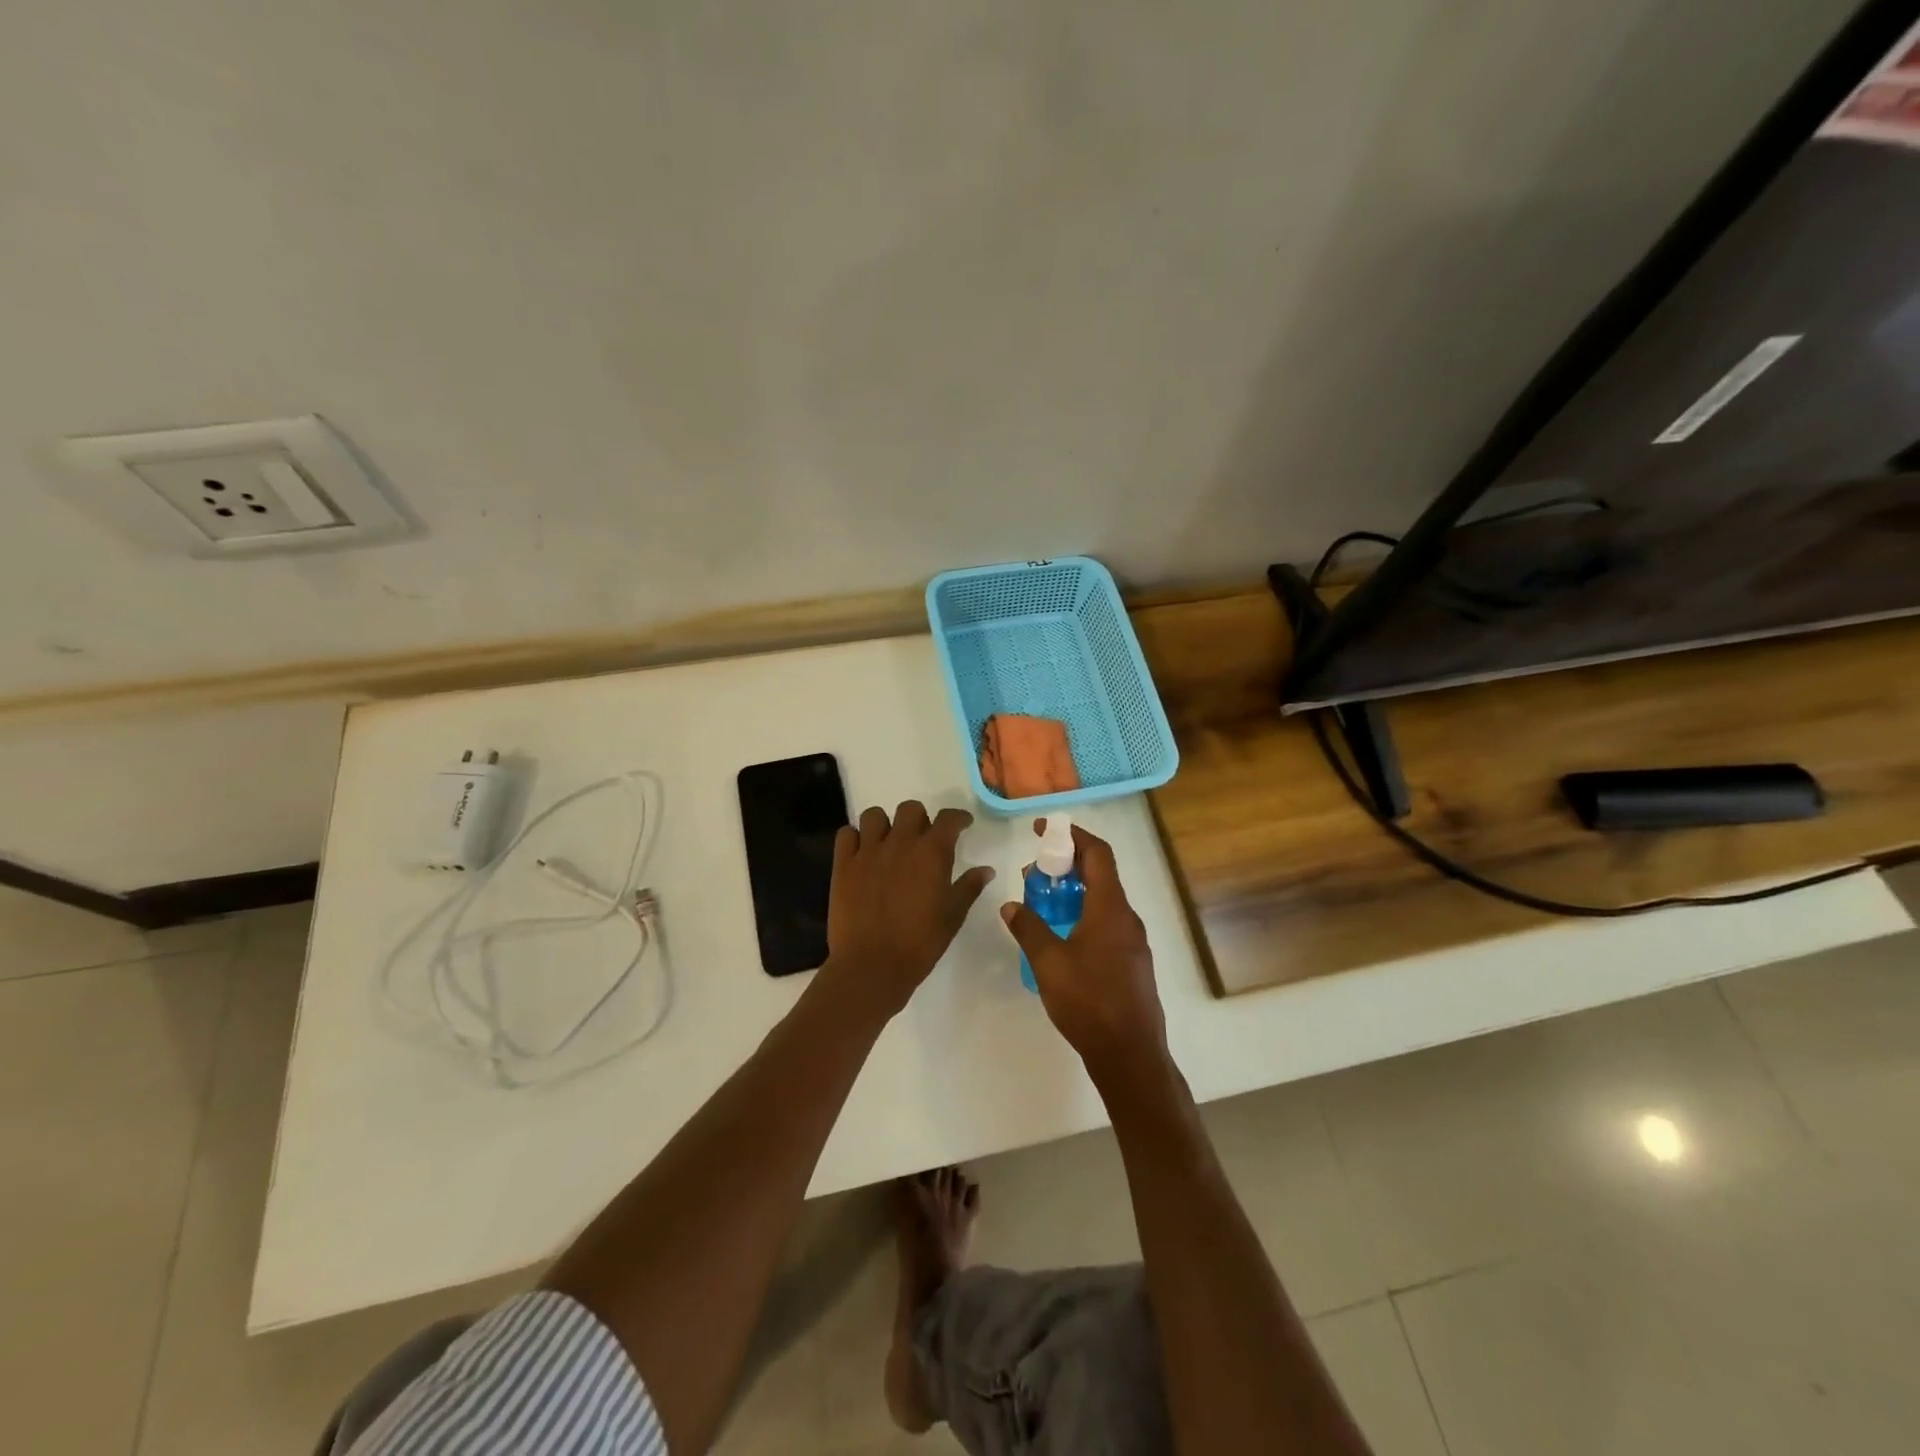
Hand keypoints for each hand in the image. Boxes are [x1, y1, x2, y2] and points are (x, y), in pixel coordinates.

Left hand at [825, 801, 994, 1014]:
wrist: (872, 965)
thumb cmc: (920, 943)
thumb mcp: (952, 916)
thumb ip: (969, 887)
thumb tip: (986, 870)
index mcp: (932, 853)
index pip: (948, 819)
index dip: (958, 818)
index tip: (962, 825)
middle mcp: (900, 843)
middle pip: (910, 809)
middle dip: (920, 819)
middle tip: (922, 839)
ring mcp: (868, 851)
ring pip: (874, 815)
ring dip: (885, 824)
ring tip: (888, 843)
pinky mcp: (843, 864)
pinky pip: (846, 834)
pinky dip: (854, 838)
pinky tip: (862, 854)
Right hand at [1000, 822, 1167, 1077]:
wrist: (1130, 1054)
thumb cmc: (1089, 1002)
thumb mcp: (1049, 963)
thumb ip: (1029, 928)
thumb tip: (1011, 905)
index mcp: (1110, 908)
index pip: (1098, 854)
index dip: (1072, 835)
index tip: (1043, 830)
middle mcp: (1127, 918)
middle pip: (1101, 875)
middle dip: (1067, 865)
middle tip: (1035, 871)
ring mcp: (1133, 941)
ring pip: (1103, 901)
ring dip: (1074, 892)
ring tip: (1042, 902)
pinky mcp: (1132, 962)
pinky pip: (1107, 923)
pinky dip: (1083, 915)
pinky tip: (1061, 937)